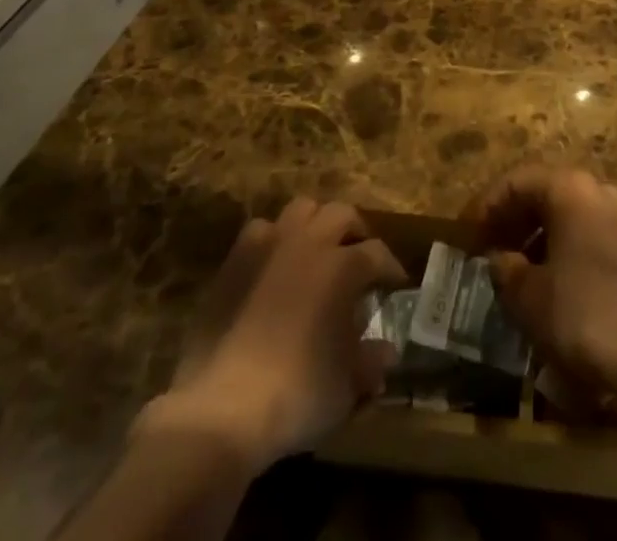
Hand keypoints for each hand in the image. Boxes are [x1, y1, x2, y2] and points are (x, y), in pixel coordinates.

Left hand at [149, 198, 406, 469]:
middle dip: (356, 232)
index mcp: (342, 267)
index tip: (395, 283)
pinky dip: (275, 238)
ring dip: (316, 223)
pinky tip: (276, 262)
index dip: (390, 267)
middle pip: (342, 214)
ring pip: (302, 208)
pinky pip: (261, 229)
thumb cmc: (296, 394)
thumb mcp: (344, 387)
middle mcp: (309, 243)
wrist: (222, 408)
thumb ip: (369, 362)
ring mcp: (269, 245)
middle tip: (360, 257)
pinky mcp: (235, 259)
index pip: (377, 253)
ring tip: (319, 249)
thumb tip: (386, 352)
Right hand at [465, 165, 616, 398]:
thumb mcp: (528, 295)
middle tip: (487, 247)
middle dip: (513, 220)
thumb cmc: (581, 312)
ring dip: (537, 238)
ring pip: (568, 217)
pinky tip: (549, 285)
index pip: (517, 181)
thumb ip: (507, 270)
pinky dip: (562, 252)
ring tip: (514, 270)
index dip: (487, 205)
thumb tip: (500, 260)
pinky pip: (587, 238)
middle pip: (545, 194)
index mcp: (570, 188)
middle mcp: (598, 192)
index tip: (466, 233)